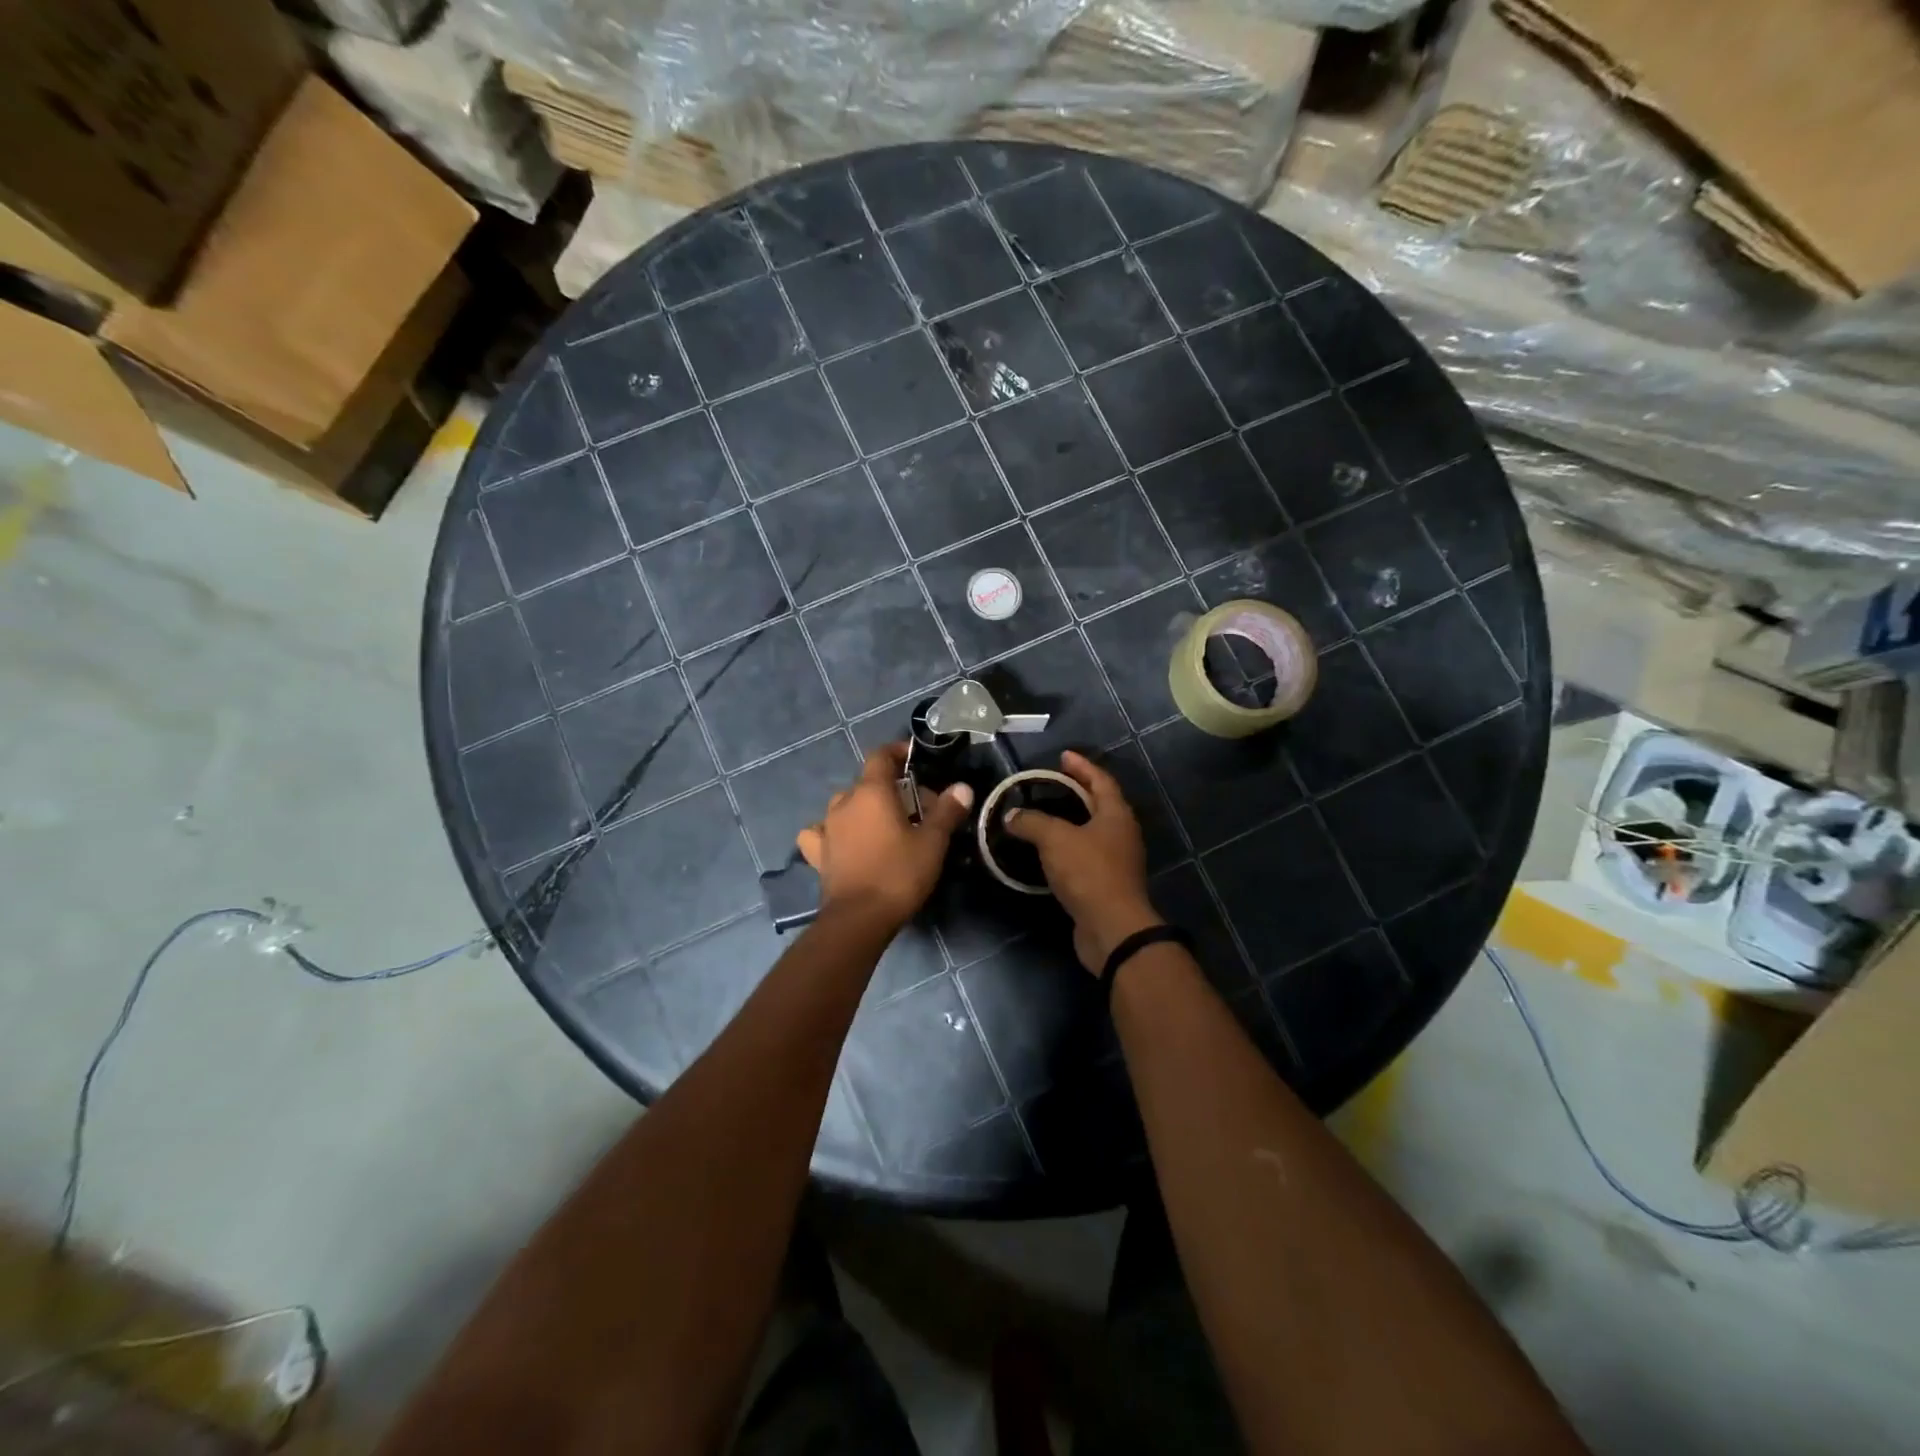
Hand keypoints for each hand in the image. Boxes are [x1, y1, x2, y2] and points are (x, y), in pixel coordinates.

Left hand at [797, 744, 973, 928]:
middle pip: (866, 782)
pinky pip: (822, 832)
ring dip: (863, 808)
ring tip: (883, 825)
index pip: (880, 756)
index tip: (914, 759)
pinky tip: (842, 841)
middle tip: (915, 808)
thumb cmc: (899, 874)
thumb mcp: (932, 843)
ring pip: (844, 805)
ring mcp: (827, 828)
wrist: (859, 919)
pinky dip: (833, 831)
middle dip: (890, 788)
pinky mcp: (817, 854)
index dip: (897, 752)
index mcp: (871, 792)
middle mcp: (844, 803)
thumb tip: (962, 787)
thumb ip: (947, 811)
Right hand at [1002, 750, 1161, 974]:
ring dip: (1070, 821)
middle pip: (1099, 804)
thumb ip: (1032, 822)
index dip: (1082, 766)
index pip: (1100, 780)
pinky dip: (1066, 848)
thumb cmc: (1088, 873)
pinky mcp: (1105, 884)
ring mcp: (1116, 861)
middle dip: (1076, 791)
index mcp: (1116, 815)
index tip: (1062, 755)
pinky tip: (1046, 852)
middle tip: (1050, 783)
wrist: (1111, 928)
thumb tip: (1011, 815)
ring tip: (1043, 815)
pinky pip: (1084, 856)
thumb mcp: (1055, 839)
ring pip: (1091, 831)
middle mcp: (1121, 834)